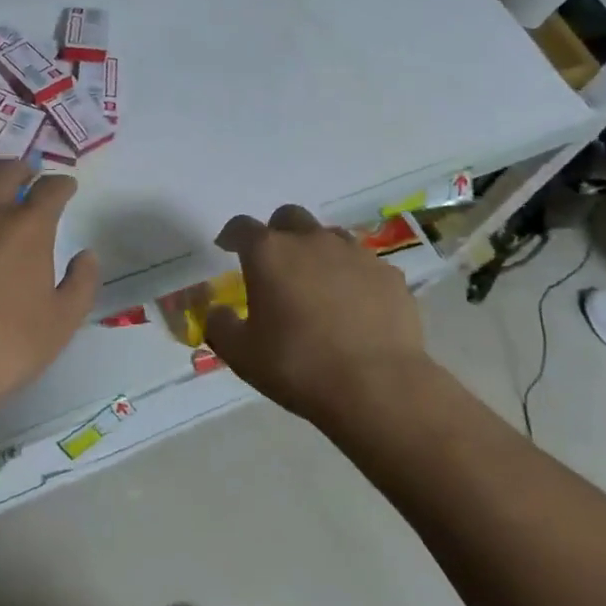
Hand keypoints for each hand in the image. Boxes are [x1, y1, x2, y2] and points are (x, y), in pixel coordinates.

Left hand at [0, 161, 99, 408]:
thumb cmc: (3, 348)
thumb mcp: (61, 323)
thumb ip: (81, 283)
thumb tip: (86, 254)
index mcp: (26, 229)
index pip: (50, 190)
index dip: (62, 184)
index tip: (66, 187)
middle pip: (3, 172)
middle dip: (20, 168)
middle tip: (26, 176)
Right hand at [204, 204, 433, 427]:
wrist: (377, 387)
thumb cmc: (298, 367)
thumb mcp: (241, 354)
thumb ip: (220, 325)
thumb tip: (217, 311)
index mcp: (269, 253)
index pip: (241, 227)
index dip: (231, 235)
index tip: (227, 247)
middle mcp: (311, 240)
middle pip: (289, 218)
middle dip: (277, 233)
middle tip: (274, 264)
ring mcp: (355, 253)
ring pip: (329, 236)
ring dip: (316, 251)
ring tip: (316, 284)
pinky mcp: (388, 274)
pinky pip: (363, 265)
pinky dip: (351, 276)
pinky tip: (354, 306)